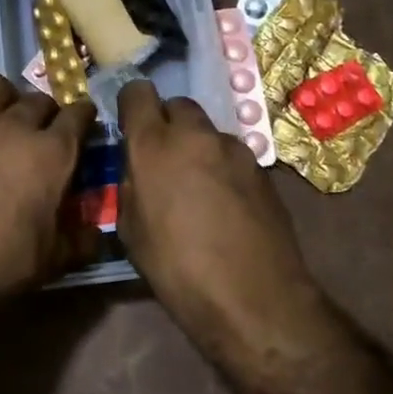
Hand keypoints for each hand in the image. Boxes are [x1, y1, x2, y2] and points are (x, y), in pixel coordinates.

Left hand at [0, 73, 96, 311]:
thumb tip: (96, 235)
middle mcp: (16, 127)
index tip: (85, 123)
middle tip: (45, 131)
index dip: (84, 116)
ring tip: (2, 117)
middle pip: (38, 98)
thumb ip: (81, 240)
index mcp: (52, 152)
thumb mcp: (55, 258)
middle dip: (47, 109)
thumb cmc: (6, 261)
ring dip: (1, 96)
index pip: (78, 114)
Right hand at [117, 81, 316, 343]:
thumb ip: (131, 185)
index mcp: (154, 144)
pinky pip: (232, 155)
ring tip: (198, 189)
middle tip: (165, 160)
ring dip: (197, 147)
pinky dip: (223, 168)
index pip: (137, 93)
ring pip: (207, 131)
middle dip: (168, 124)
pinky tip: (226, 205)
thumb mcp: (132, 232)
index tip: (131, 127)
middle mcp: (195, 134)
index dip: (132, 106)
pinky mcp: (262, 168)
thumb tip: (138, 169)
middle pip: (177, 106)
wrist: (255, 300)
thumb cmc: (178, 270)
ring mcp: (234, 148)